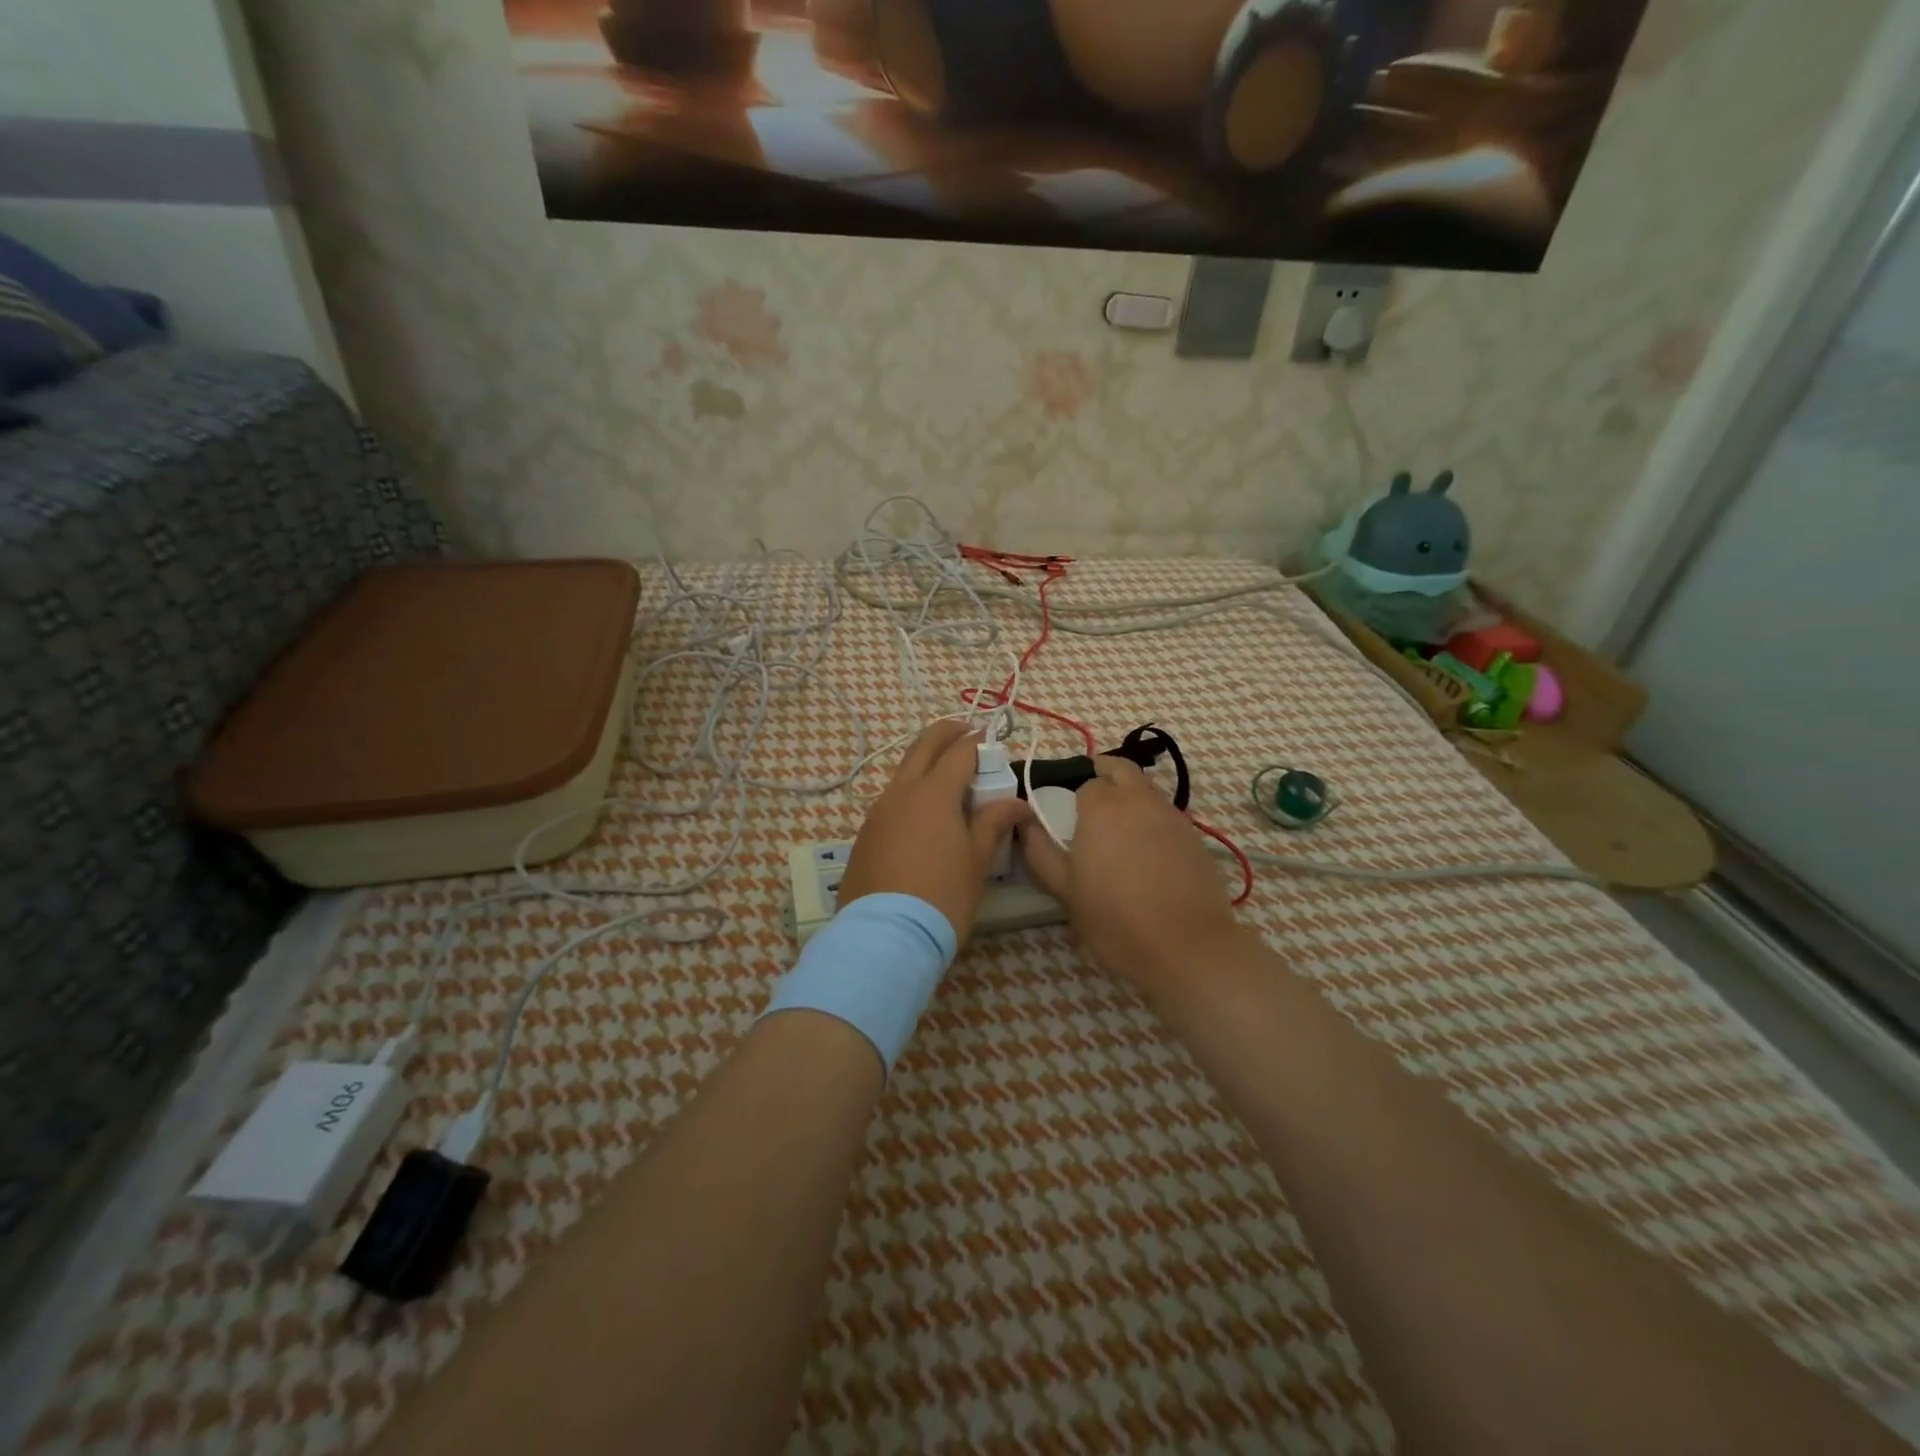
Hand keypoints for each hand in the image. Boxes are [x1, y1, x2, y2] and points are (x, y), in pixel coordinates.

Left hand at [839, 721, 1029, 944]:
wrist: (886, 935)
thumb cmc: (943, 895)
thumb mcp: (977, 860)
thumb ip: (994, 823)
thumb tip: (1016, 803)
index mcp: (934, 793)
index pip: (959, 752)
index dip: (978, 742)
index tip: (992, 739)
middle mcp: (901, 792)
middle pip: (923, 747)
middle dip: (945, 733)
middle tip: (964, 731)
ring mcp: (878, 812)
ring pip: (903, 773)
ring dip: (926, 763)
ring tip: (947, 776)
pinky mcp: (865, 835)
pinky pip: (891, 800)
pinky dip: (911, 792)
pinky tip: (923, 814)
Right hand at [1018, 756, 1245, 996]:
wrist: (1187, 948)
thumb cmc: (1115, 919)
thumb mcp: (1064, 890)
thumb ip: (1040, 851)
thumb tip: (1024, 823)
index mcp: (1102, 807)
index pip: (1085, 784)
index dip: (1075, 799)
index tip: (1069, 818)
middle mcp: (1139, 800)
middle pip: (1122, 770)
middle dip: (1105, 774)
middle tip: (1092, 800)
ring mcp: (1172, 816)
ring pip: (1147, 789)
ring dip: (1130, 795)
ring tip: (1118, 828)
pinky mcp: (1195, 836)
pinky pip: (1166, 813)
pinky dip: (1152, 819)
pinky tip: (1147, 851)